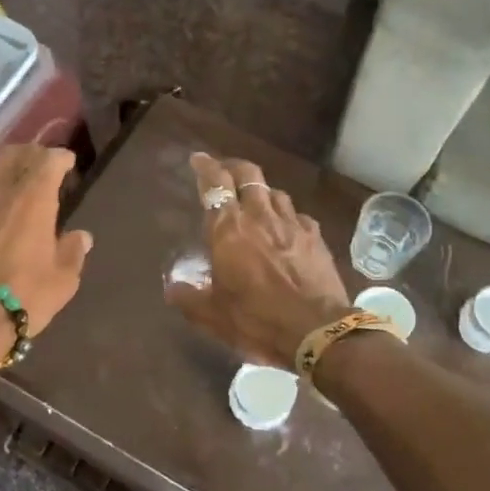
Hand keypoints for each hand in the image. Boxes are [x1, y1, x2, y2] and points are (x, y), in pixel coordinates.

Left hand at [0, 145, 92, 361]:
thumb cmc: (22, 297)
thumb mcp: (62, 280)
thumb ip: (72, 252)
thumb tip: (80, 236)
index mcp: (34, 195)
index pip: (50, 159)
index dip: (61, 159)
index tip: (68, 165)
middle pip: (15, 153)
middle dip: (30, 155)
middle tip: (38, 168)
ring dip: (0, 166)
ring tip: (7, 178)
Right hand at [165, 152, 350, 366]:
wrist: (316, 331)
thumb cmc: (257, 320)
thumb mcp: (213, 316)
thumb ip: (189, 298)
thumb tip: (173, 288)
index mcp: (229, 230)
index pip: (215, 184)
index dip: (205, 167)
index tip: (198, 159)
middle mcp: (260, 217)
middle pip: (248, 174)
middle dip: (234, 167)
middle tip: (224, 172)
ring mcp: (292, 224)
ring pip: (275, 192)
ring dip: (261, 191)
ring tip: (254, 201)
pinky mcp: (315, 237)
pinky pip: (298, 215)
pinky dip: (287, 216)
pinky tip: (286, 227)